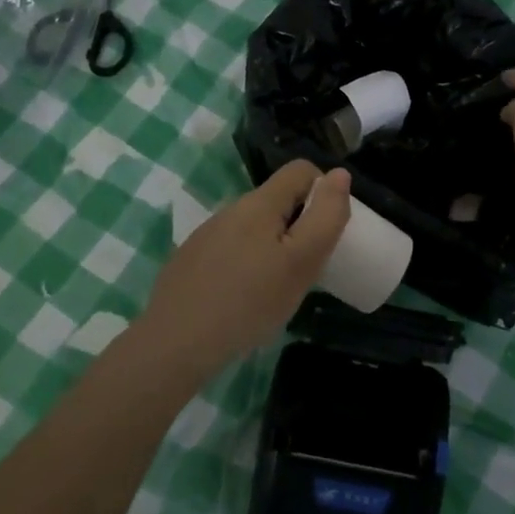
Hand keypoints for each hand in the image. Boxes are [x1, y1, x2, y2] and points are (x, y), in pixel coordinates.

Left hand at [141, 161, 351, 366]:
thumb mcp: (302, 261)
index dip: (323, 191)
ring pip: (253, 227)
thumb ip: (326, 216)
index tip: (327, 231)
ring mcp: (206, 235)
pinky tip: (242, 299)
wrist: (175, 344)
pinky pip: (230, 249)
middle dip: (299, 225)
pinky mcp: (191, 259)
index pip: (301, 169)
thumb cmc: (249, 302)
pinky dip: (246, 264)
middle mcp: (230, 209)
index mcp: (259, 203)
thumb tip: (338, 174)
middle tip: (306, 268)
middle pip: (277, 201)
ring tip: (275, 289)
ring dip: (272, 247)